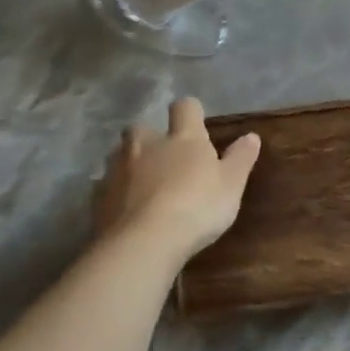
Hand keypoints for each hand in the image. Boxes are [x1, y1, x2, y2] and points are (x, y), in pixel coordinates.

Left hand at [94, 98, 261, 258]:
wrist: (144, 242)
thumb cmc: (197, 207)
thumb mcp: (232, 185)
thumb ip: (240, 158)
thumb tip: (251, 136)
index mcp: (183, 139)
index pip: (185, 108)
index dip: (190, 112)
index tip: (196, 123)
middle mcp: (146, 146)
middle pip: (141, 128)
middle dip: (150, 138)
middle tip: (165, 158)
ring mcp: (118, 170)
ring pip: (120, 156)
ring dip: (131, 164)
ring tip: (144, 186)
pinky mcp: (98, 197)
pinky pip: (106, 187)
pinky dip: (117, 193)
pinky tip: (127, 211)